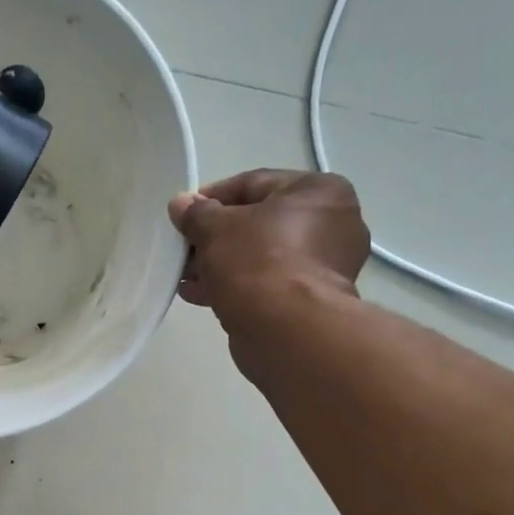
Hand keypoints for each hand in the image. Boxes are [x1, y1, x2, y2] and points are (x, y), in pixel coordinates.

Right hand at [168, 170, 370, 321]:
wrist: (287, 329)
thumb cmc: (257, 262)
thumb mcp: (216, 229)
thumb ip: (197, 214)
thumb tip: (181, 204)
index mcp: (319, 191)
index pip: (254, 184)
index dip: (212, 198)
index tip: (183, 215)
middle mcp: (332, 223)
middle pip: (258, 223)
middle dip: (215, 238)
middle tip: (184, 250)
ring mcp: (325, 266)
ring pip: (260, 256)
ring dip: (220, 265)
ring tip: (186, 277)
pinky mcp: (311, 300)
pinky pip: (267, 283)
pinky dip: (236, 286)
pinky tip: (200, 295)